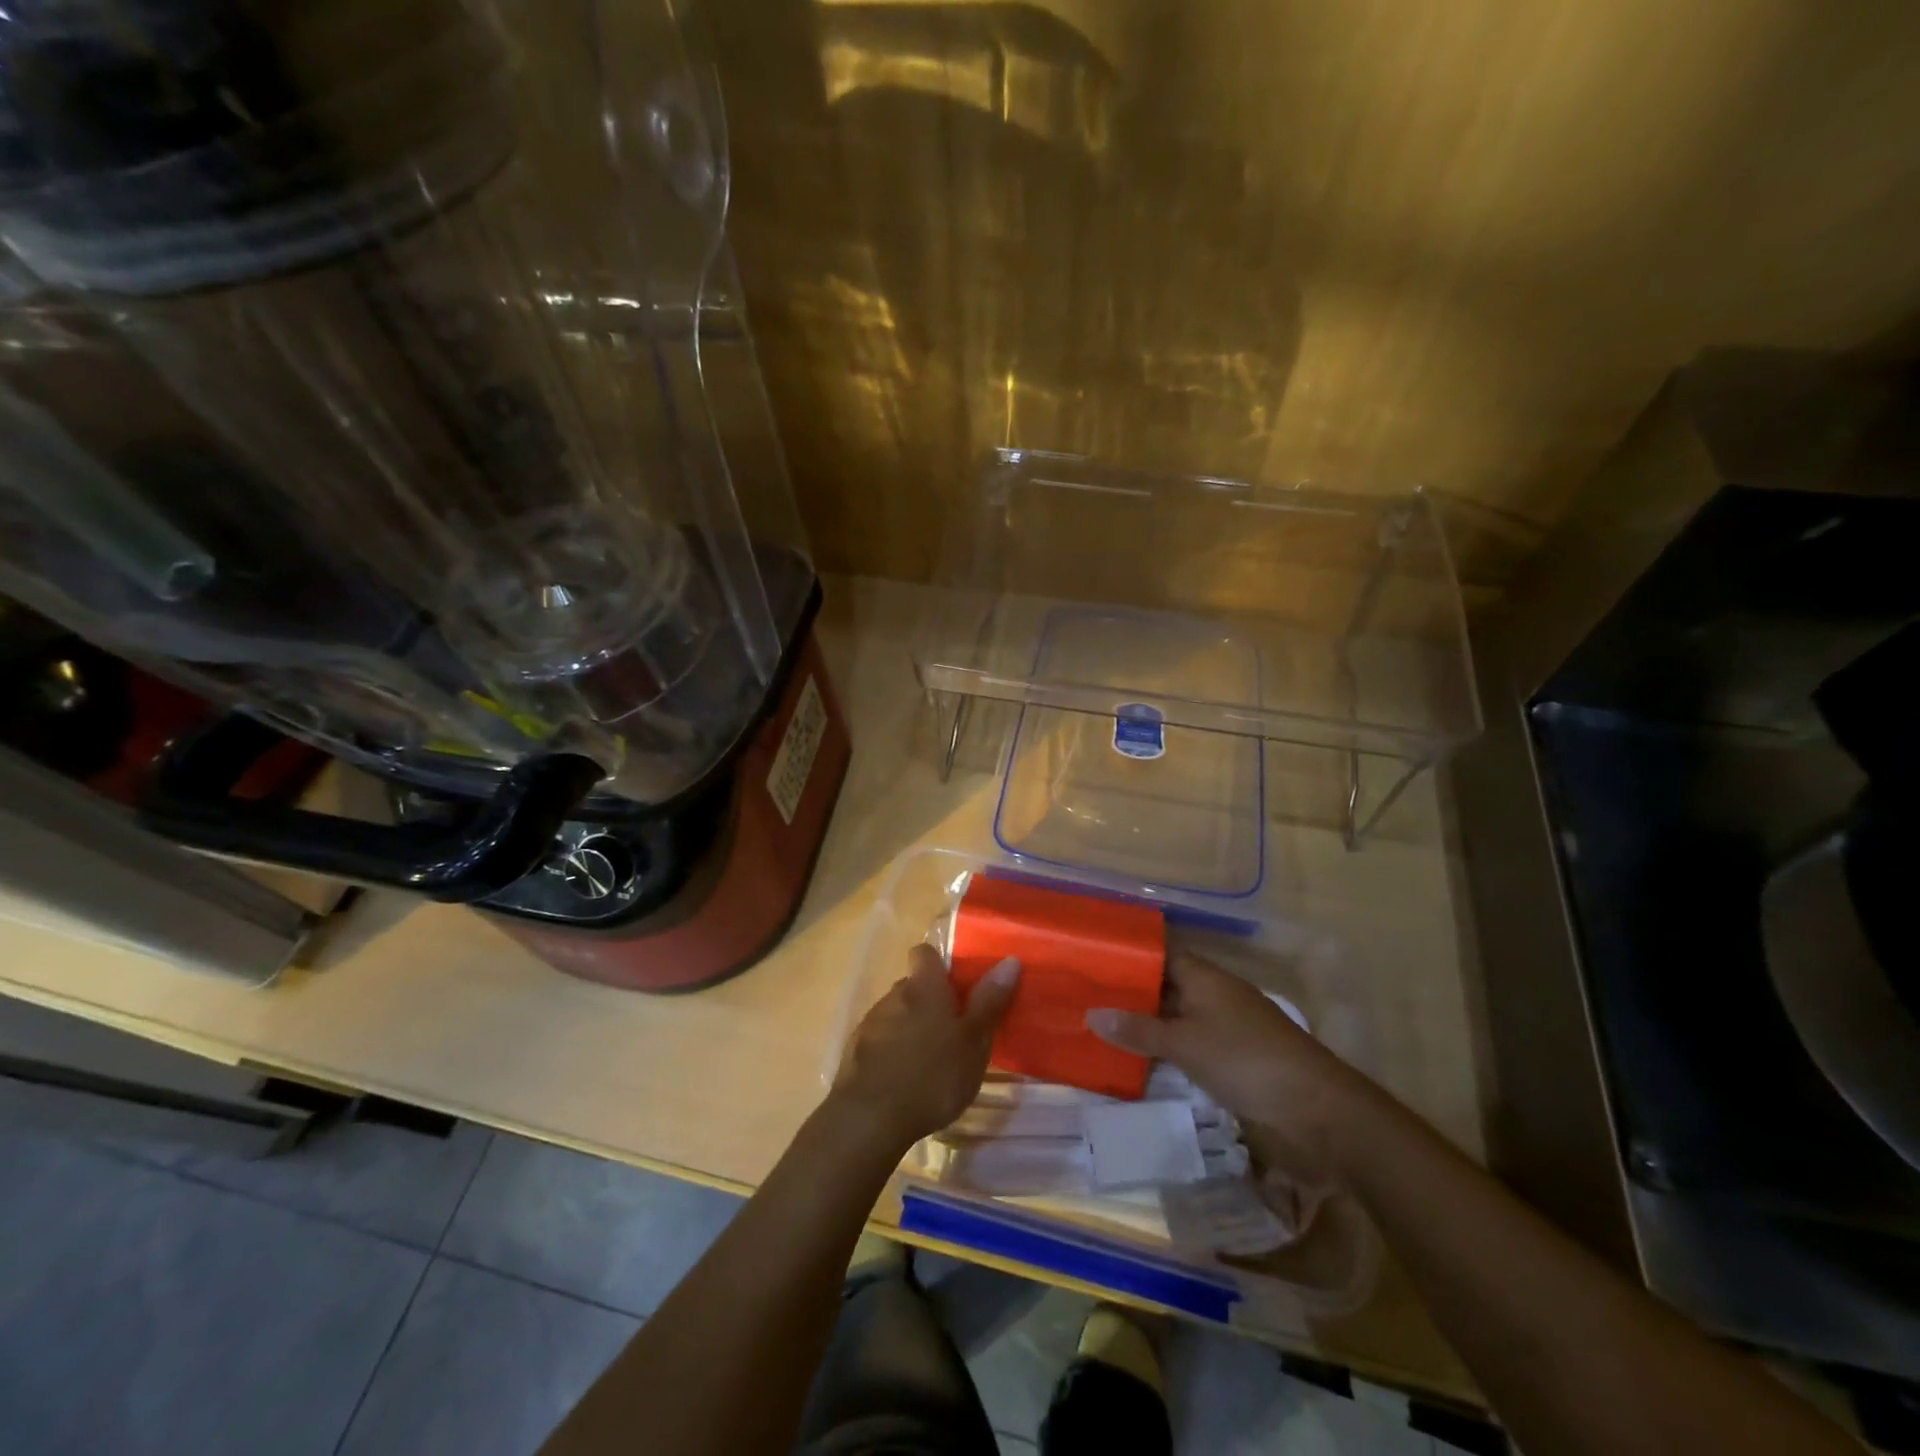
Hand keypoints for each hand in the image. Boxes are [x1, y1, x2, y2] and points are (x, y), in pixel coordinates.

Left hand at [833, 944, 1018, 1151]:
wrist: (870, 1118)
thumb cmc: (932, 1075)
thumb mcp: (974, 1042)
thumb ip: (989, 1001)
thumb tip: (1009, 960)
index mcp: (924, 987)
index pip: (925, 952)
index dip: (939, 963)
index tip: (957, 983)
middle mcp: (893, 995)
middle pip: (912, 985)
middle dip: (930, 1001)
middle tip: (953, 1030)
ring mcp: (870, 1023)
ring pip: (895, 1013)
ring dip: (910, 1027)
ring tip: (929, 1060)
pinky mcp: (854, 1052)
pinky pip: (879, 1040)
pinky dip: (892, 1051)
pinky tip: (904, 1080)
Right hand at [1086, 951, 1370, 1177]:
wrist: (1316, 1110)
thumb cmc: (1245, 1060)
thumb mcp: (1185, 1043)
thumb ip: (1138, 1030)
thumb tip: (1090, 1013)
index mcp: (1206, 977)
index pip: (1160, 955)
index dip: (1130, 957)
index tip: (1093, 963)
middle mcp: (1215, 995)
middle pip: (1166, 987)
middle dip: (1131, 994)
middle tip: (1086, 999)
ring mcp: (1227, 1028)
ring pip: (1177, 1018)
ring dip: (1148, 1026)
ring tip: (1101, 1030)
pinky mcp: (1235, 1060)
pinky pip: (1190, 1046)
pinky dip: (1167, 1051)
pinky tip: (1139, 1062)